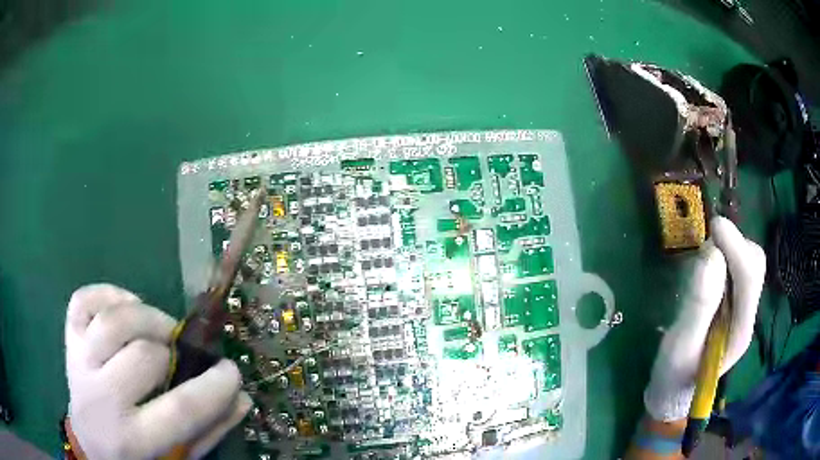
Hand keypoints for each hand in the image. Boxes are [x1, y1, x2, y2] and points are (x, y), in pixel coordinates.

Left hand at [65, 284, 251, 458]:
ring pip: (111, 321)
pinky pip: (83, 300)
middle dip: (171, 350)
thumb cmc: (138, 457)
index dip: (214, 386)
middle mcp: (101, 401)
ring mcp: (79, 365)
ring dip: (144, 317)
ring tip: (157, 329)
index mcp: (134, 440)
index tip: (231, 371)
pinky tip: (124, 308)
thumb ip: (209, 431)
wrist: (92, 445)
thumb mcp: (177, 457)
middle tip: (179, 353)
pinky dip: (108, 294)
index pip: (181, 409)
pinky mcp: (68, 341)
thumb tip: (240, 396)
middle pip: (142, 355)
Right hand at [644, 217, 765, 421]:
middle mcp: (748, 314)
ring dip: (730, 250)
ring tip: (706, 260)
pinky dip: (725, 257)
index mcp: (740, 330)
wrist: (674, 392)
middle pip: (755, 265)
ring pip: (748, 263)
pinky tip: (710, 269)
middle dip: (735, 246)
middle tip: (708, 247)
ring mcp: (742, 309)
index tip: (715, 227)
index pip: (750, 277)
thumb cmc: (674, 375)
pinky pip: (737, 269)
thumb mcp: (680, 346)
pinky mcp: (734, 304)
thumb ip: (698, 306)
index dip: (736, 248)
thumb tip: (711, 257)